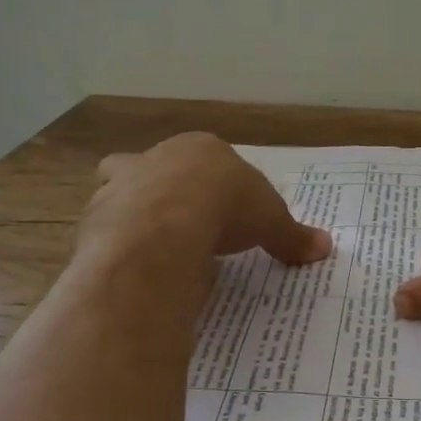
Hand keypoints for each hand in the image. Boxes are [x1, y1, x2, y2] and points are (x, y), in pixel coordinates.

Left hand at [84, 133, 331, 264]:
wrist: (166, 225)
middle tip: (175, 221)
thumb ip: (292, 235)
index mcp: (197, 150)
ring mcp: (118, 188)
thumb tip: (325, 247)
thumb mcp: (270, 221)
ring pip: (116, 194)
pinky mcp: (95, 221)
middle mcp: (152, 160)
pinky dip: (116, 249)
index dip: (211, 182)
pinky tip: (134, 270)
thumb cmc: (226, 206)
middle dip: (157, 188)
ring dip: (130, 216)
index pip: (203, 159)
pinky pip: (104, 233)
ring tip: (152, 249)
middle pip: (149, 166)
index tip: (221, 208)